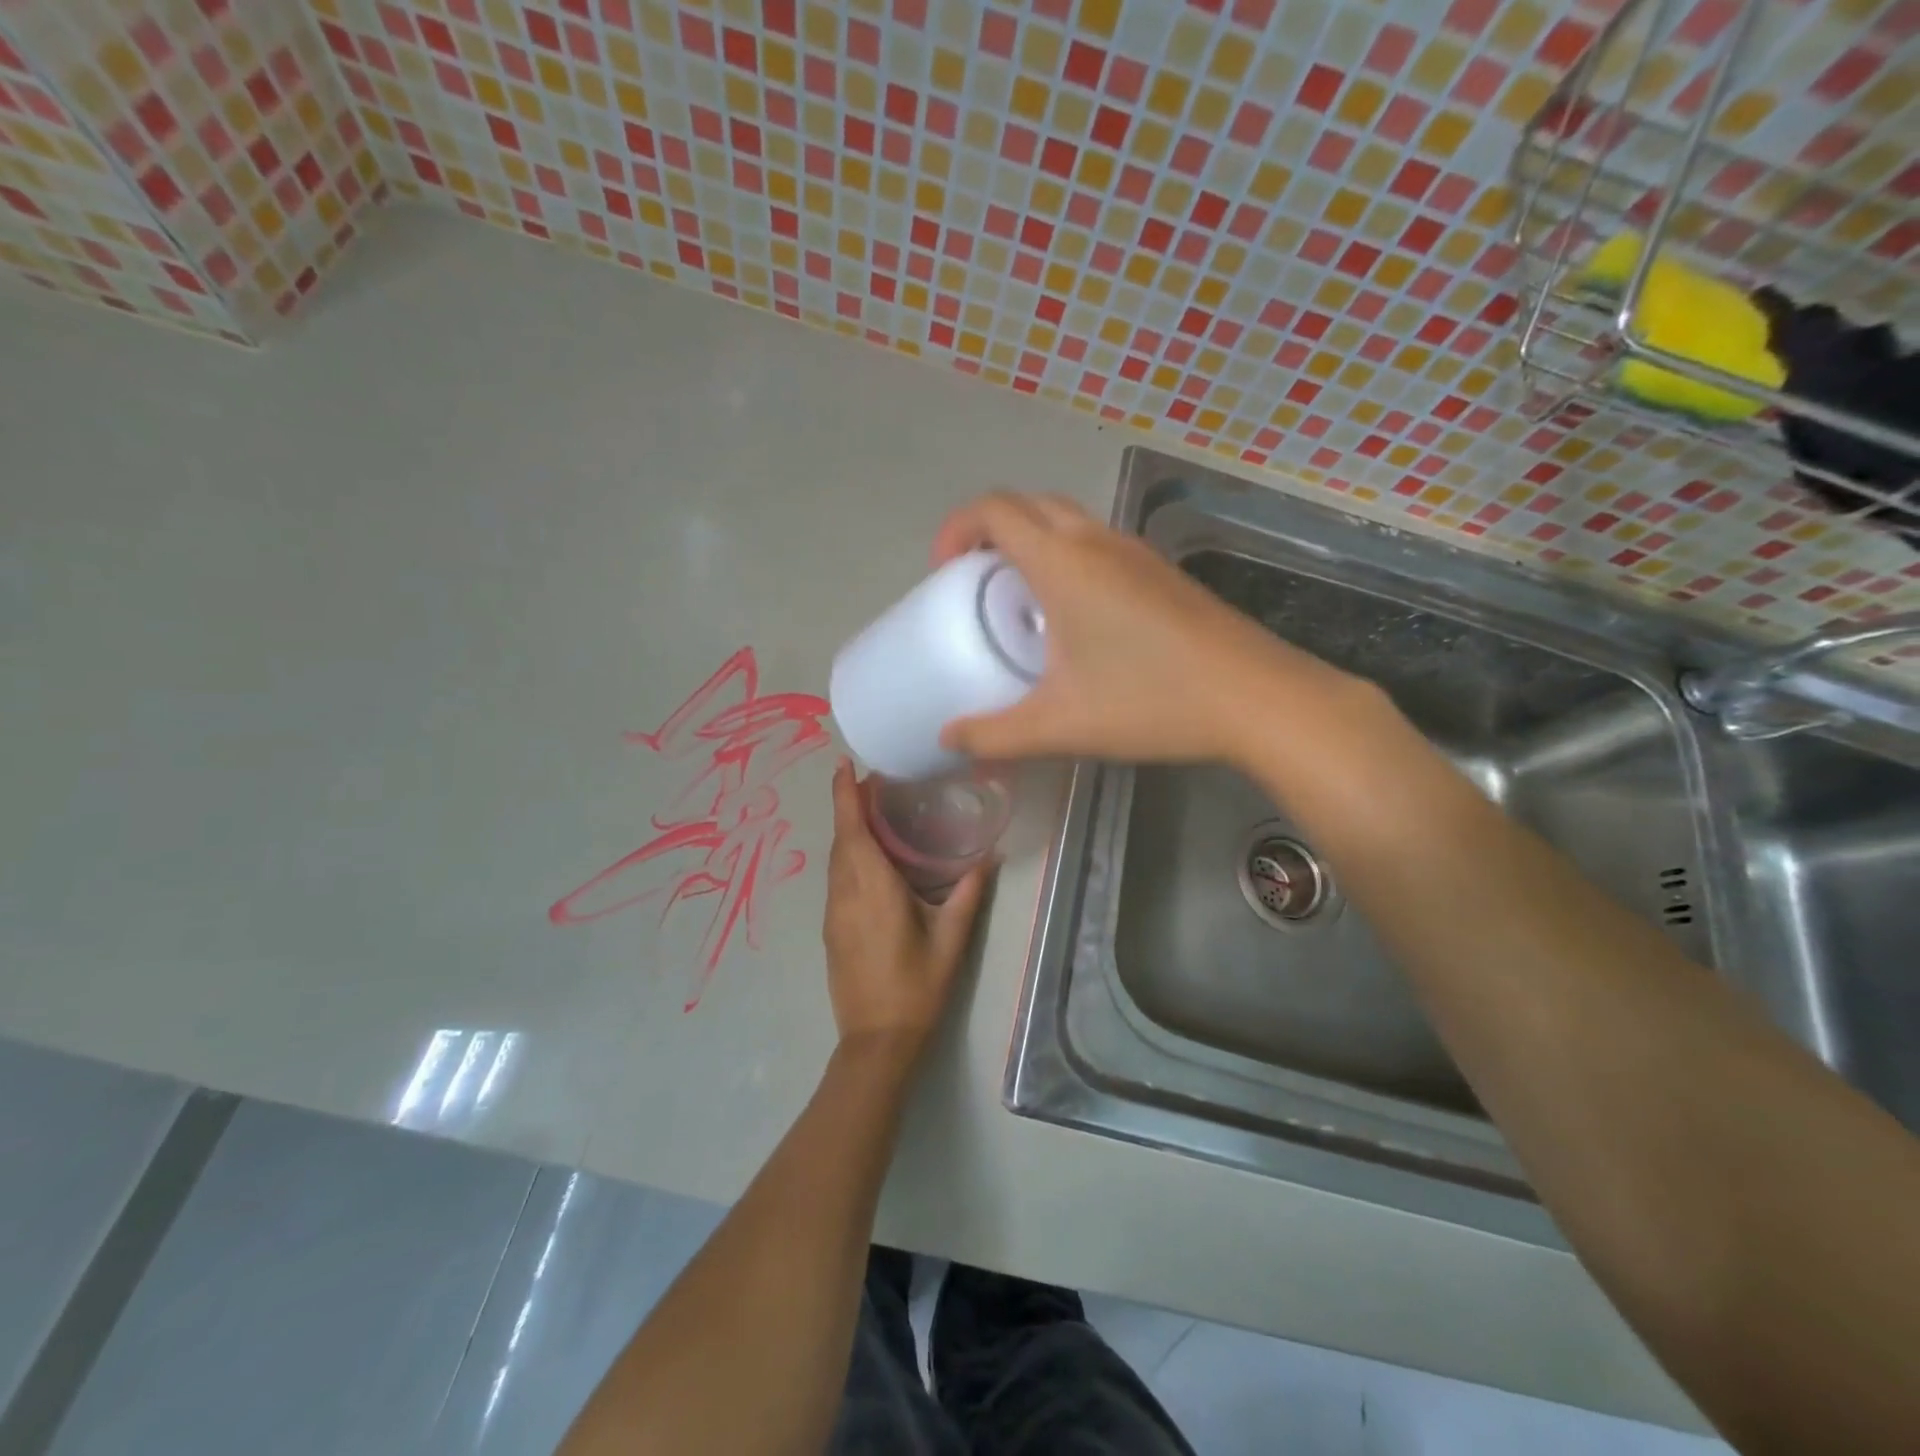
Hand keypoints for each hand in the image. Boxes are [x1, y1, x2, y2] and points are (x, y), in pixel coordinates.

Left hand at [823, 758, 986, 1056]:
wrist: (877, 1041)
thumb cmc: (916, 987)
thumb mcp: (951, 939)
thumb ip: (968, 894)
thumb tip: (988, 858)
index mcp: (872, 888)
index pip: (851, 829)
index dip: (844, 794)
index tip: (843, 764)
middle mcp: (845, 894)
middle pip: (840, 839)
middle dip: (849, 806)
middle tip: (876, 783)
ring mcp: (833, 913)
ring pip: (835, 859)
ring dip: (848, 831)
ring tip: (874, 813)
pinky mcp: (831, 929)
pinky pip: (836, 878)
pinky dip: (848, 856)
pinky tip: (871, 859)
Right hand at [930, 491, 1366, 766]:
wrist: (1256, 698)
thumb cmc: (1151, 701)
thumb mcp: (1060, 724)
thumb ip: (994, 734)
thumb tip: (948, 740)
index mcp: (1064, 562)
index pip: (994, 509)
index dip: (956, 529)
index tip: (943, 574)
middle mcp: (1098, 541)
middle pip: (1029, 505)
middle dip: (989, 532)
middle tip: (975, 583)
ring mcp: (1137, 552)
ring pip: (1068, 520)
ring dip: (1031, 542)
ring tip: (1019, 600)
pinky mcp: (1162, 572)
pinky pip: (1098, 544)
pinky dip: (1067, 558)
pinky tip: (1075, 619)